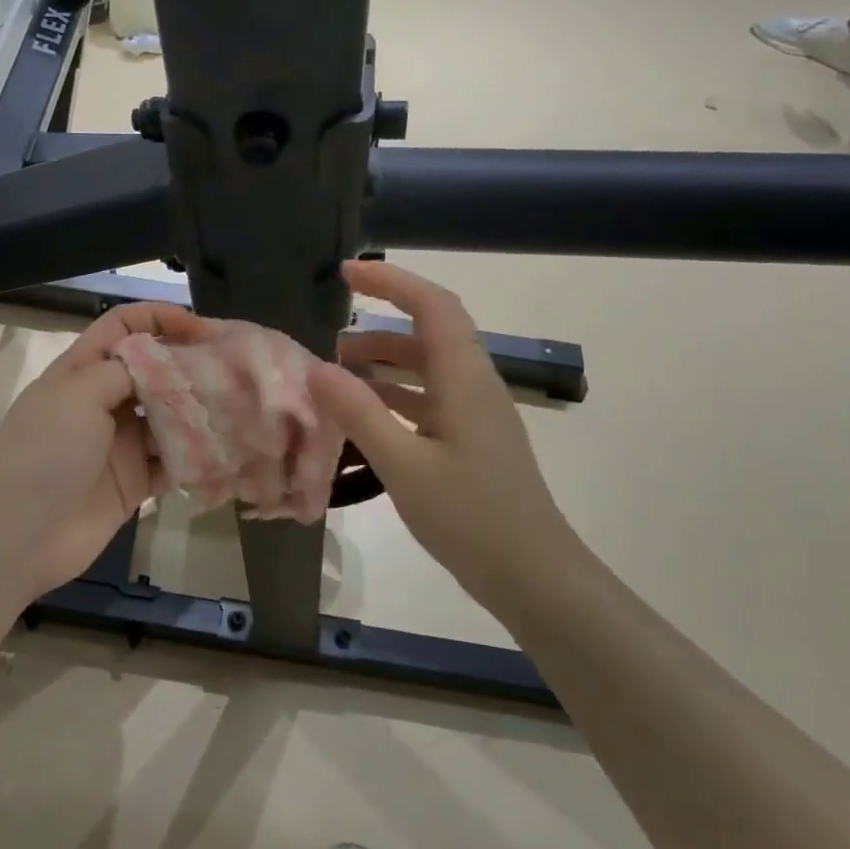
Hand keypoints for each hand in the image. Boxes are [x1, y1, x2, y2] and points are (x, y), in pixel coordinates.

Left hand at [0, 302, 211, 600]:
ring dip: (199, 412)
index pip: (123, 326)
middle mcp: (104, 401)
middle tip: (233, 371)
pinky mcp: (135, 482)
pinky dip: (197, 456)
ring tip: (237, 409)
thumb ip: (124, 370)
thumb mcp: (78, 394)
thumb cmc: (44, 453)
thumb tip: (163, 362)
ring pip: (169, 417)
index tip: (203, 329)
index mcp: (82, 370)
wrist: (18, 536)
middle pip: (154, 371)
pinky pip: (173, 462)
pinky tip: (225, 451)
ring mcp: (120, 443)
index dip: (160, 319)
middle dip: (190, 366)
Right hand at [309, 262, 568, 596]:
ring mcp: (475, 415)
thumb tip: (316, 369)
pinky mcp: (471, 442)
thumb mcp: (404, 464)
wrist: (533, 575)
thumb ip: (358, 413)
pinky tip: (364, 416)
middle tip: (330, 337)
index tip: (347, 273)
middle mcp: (474, 386)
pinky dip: (394, 396)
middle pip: (429, 333)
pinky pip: (428, 400)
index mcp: (464, 378)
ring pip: (427, 369)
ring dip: (385, 362)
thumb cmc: (471, 516)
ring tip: (337, 374)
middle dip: (380, 325)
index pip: (432, 305)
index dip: (391, 281)